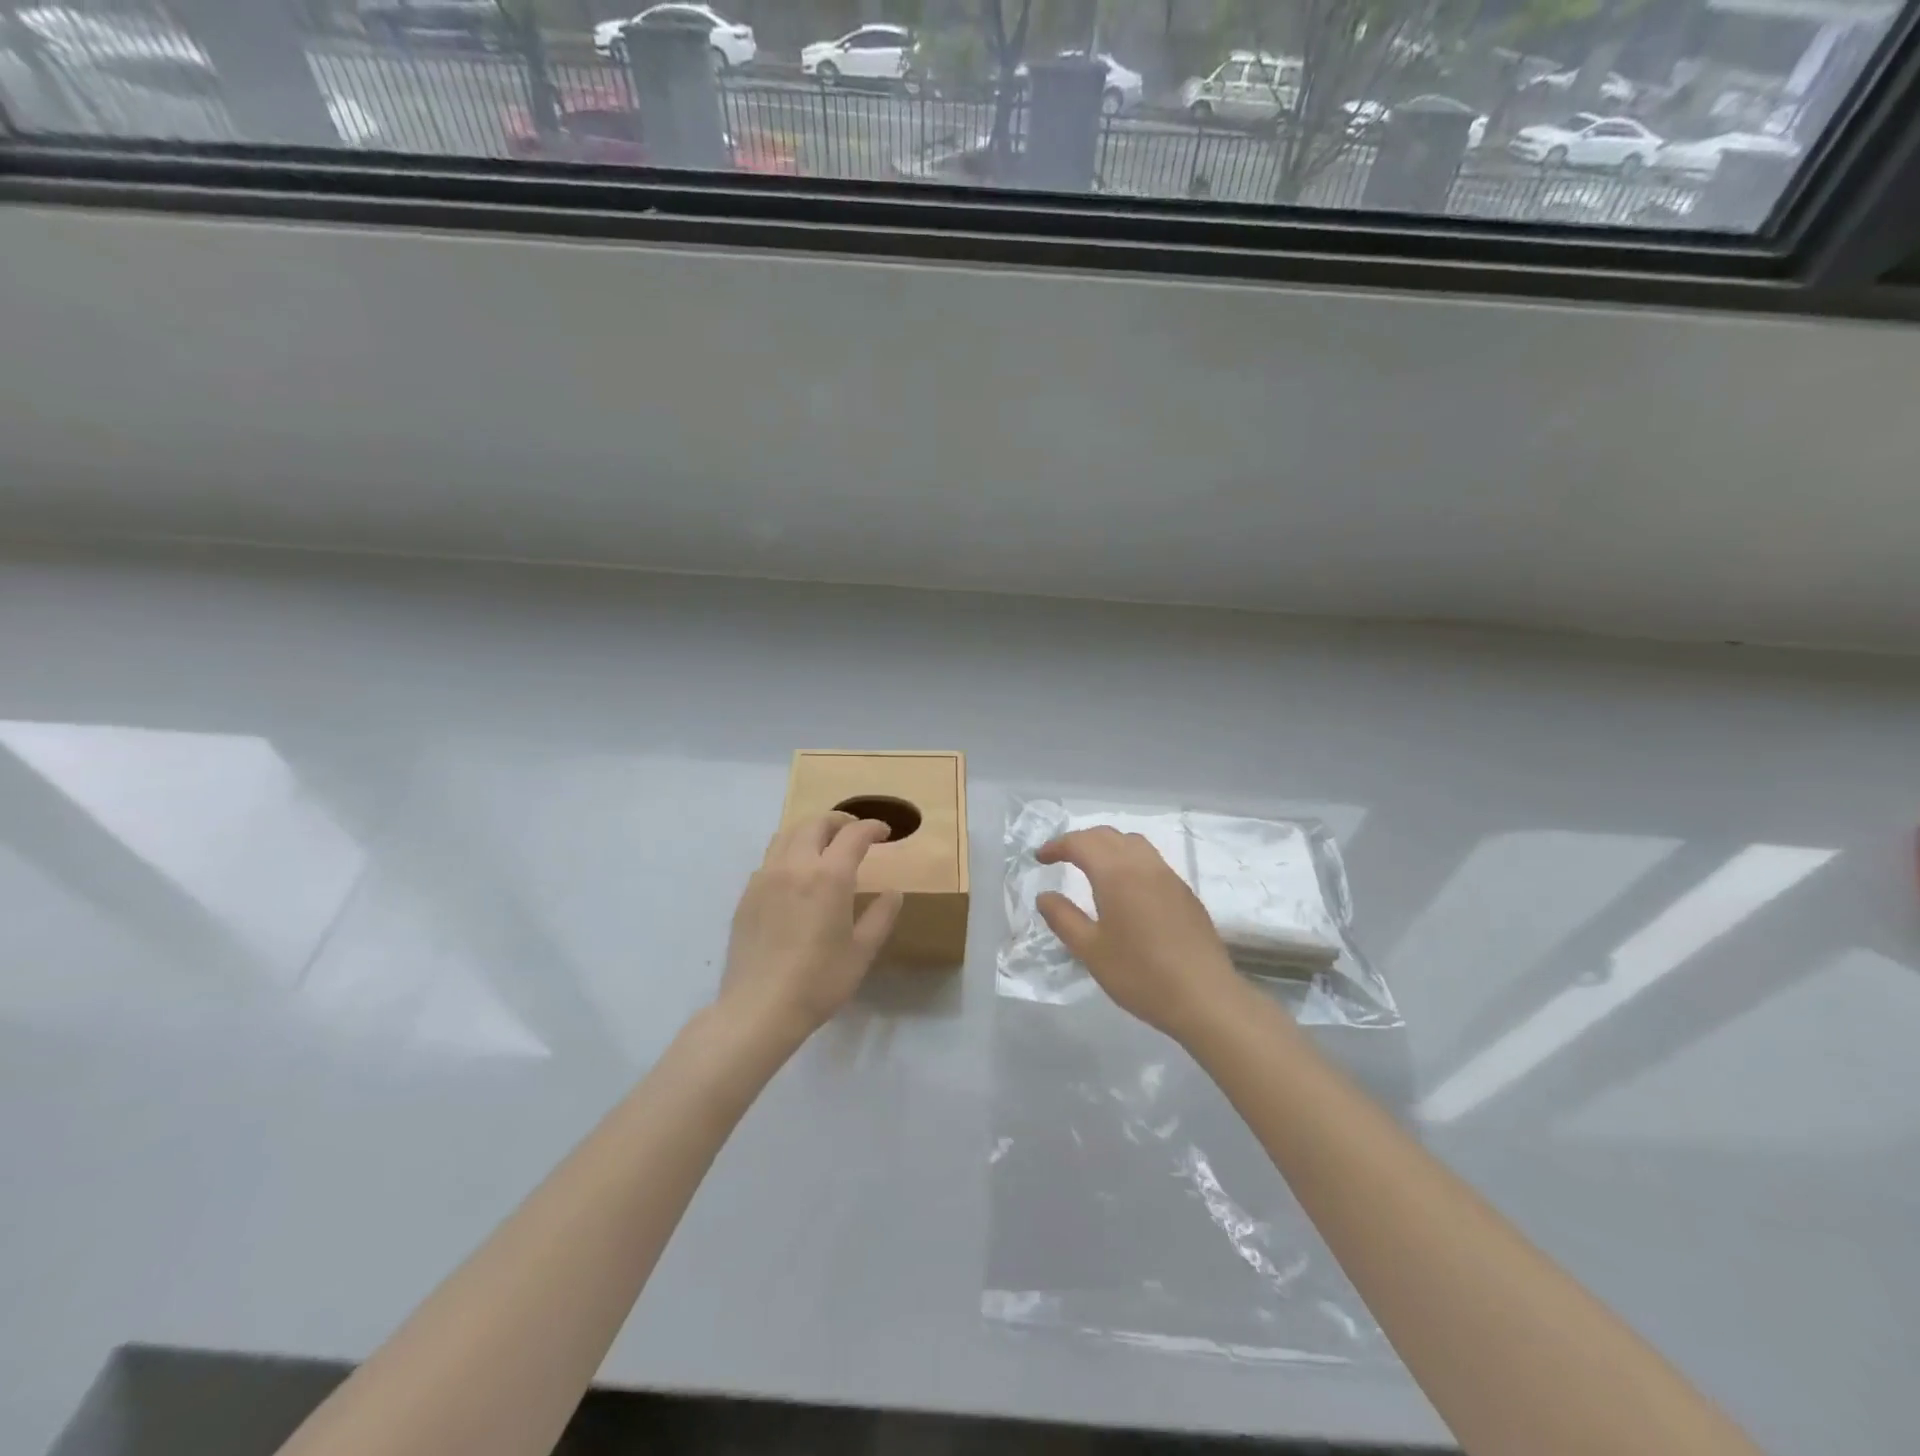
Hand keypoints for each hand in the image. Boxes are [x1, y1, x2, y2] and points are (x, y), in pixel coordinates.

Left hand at [719, 812, 902, 1040]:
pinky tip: (796, 875)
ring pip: (787, 834)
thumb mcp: (862, 951)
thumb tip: (893, 892)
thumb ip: (881, 915)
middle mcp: (795, 865)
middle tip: (855, 832)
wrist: (759, 1008)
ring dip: (810, 831)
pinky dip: (788, 852)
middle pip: (815, 824)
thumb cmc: (819, 981)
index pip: (853, 834)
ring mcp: (765, 877)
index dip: (872, 828)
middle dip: (839, 821)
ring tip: (824, 845)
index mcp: (828, 876)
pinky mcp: (747, 894)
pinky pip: (770, 858)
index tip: (884, 832)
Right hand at [1035, 827, 1249, 1043]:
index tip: (1040, 858)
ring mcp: (1169, 877)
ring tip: (1092, 866)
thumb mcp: (1090, 950)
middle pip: (1108, 835)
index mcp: (1117, 873)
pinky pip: (1151, 861)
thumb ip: (1063, 918)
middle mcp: (1144, 865)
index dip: (1057, 846)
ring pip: (1134, 843)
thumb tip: (1045, 896)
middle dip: (1081, 840)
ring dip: (1108, 846)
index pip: (1081, 843)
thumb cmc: (1140, 974)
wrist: (1205, 998)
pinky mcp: (1185, 893)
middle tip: (1061, 858)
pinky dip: (1129, 860)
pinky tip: (1125, 888)